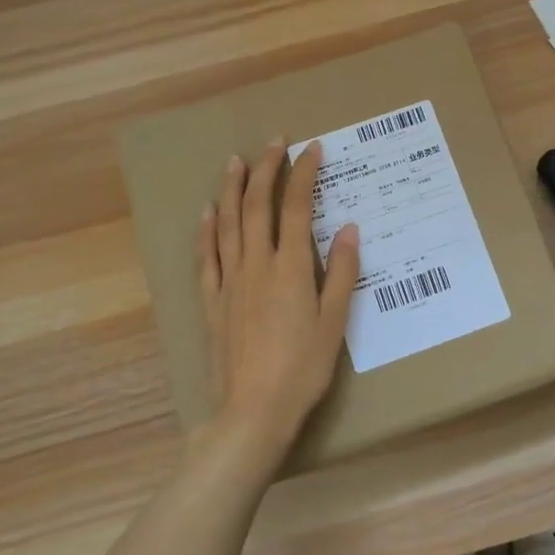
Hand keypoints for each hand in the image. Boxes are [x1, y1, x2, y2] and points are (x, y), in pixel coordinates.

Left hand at [198, 139, 359, 455]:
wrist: (254, 411)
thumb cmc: (303, 369)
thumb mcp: (334, 322)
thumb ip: (341, 272)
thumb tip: (347, 227)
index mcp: (290, 268)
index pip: (296, 208)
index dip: (304, 174)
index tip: (312, 149)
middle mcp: (256, 266)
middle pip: (259, 207)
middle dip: (267, 170)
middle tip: (275, 142)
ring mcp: (230, 282)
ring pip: (228, 224)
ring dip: (233, 189)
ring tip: (235, 161)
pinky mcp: (213, 302)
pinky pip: (207, 258)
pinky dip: (207, 231)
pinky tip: (207, 212)